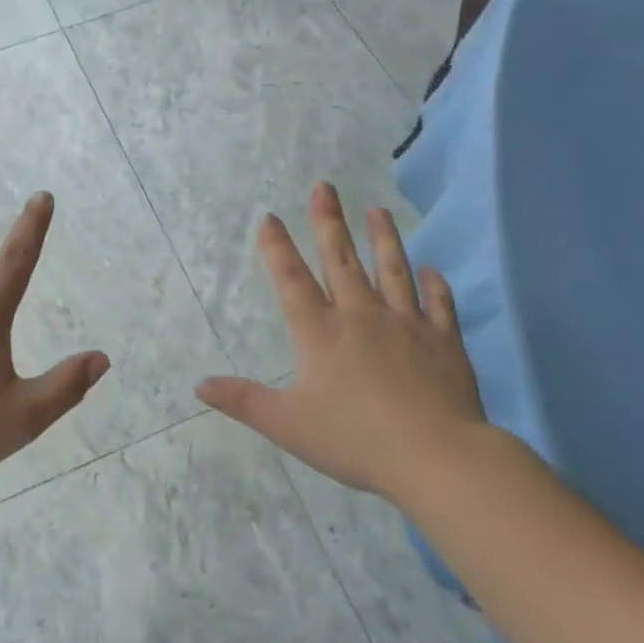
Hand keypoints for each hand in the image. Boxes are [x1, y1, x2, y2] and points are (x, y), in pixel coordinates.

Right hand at [198, 182, 488, 504]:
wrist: (434, 455)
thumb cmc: (354, 439)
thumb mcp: (287, 424)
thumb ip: (244, 401)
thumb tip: (199, 385)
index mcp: (320, 332)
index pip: (291, 280)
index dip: (277, 248)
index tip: (269, 217)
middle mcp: (361, 315)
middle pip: (341, 260)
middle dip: (328, 222)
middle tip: (324, 187)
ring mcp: (406, 323)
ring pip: (392, 271)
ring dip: (383, 239)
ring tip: (377, 211)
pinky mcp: (443, 340)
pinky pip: (438, 305)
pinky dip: (434, 286)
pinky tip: (432, 269)